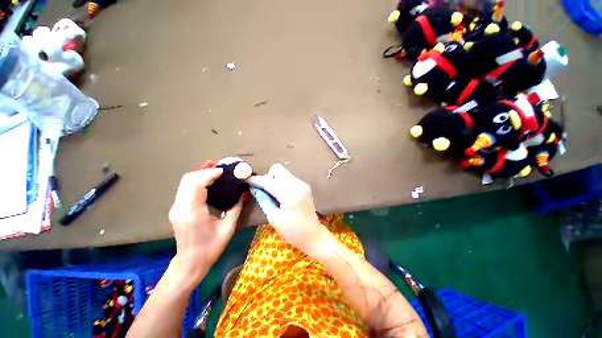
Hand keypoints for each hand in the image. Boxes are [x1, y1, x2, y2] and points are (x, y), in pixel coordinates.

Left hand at [168, 169, 242, 284]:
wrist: (190, 263)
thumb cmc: (210, 248)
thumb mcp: (228, 228)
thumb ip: (236, 208)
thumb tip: (243, 193)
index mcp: (193, 212)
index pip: (197, 184)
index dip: (210, 174)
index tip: (224, 172)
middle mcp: (181, 207)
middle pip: (188, 179)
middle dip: (205, 171)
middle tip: (222, 173)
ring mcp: (176, 208)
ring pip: (185, 182)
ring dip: (201, 176)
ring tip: (217, 176)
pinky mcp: (177, 209)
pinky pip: (186, 189)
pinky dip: (197, 182)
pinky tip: (209, 185)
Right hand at [247, 164, 331, 253]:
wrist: (313, 234)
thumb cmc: (292, 231)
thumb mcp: (273, 218)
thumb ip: (263, 200)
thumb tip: (254, 188)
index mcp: (289, 194)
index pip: (268, 181)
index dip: (256, 180)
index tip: (246, 180)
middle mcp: (297, 184)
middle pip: (277, 169)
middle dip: (267, 177)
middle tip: (263, 190)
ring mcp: (302, 184)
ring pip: (283, 172)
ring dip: (274, 179)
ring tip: (272, 193)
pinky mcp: (305, 185)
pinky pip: (289, 178)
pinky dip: (282, 182)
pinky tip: (281, 194)